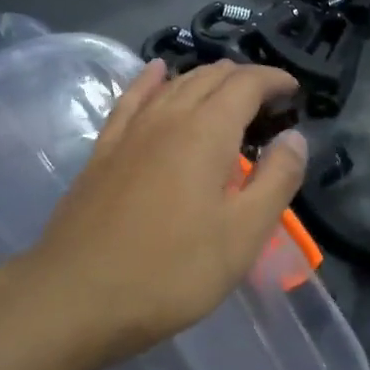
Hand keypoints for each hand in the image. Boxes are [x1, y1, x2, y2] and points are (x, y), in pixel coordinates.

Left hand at [20, 60, 306, 360]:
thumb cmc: (170, 270)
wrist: (74, 297)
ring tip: (228, 90)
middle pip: (211, 77)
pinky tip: (156, 72)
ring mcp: (131, 131)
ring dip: (207, 79)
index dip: (274, 80)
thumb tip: (295, 137)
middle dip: (245, 79)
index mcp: (207, 131)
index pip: (247, 83)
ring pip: (175, 84)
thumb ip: (276, 179)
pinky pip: (132, 99)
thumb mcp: (242, 234)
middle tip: (269, 101)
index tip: (294, 91)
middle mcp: (169, 116)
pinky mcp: (104, 150)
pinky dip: (152, 80)